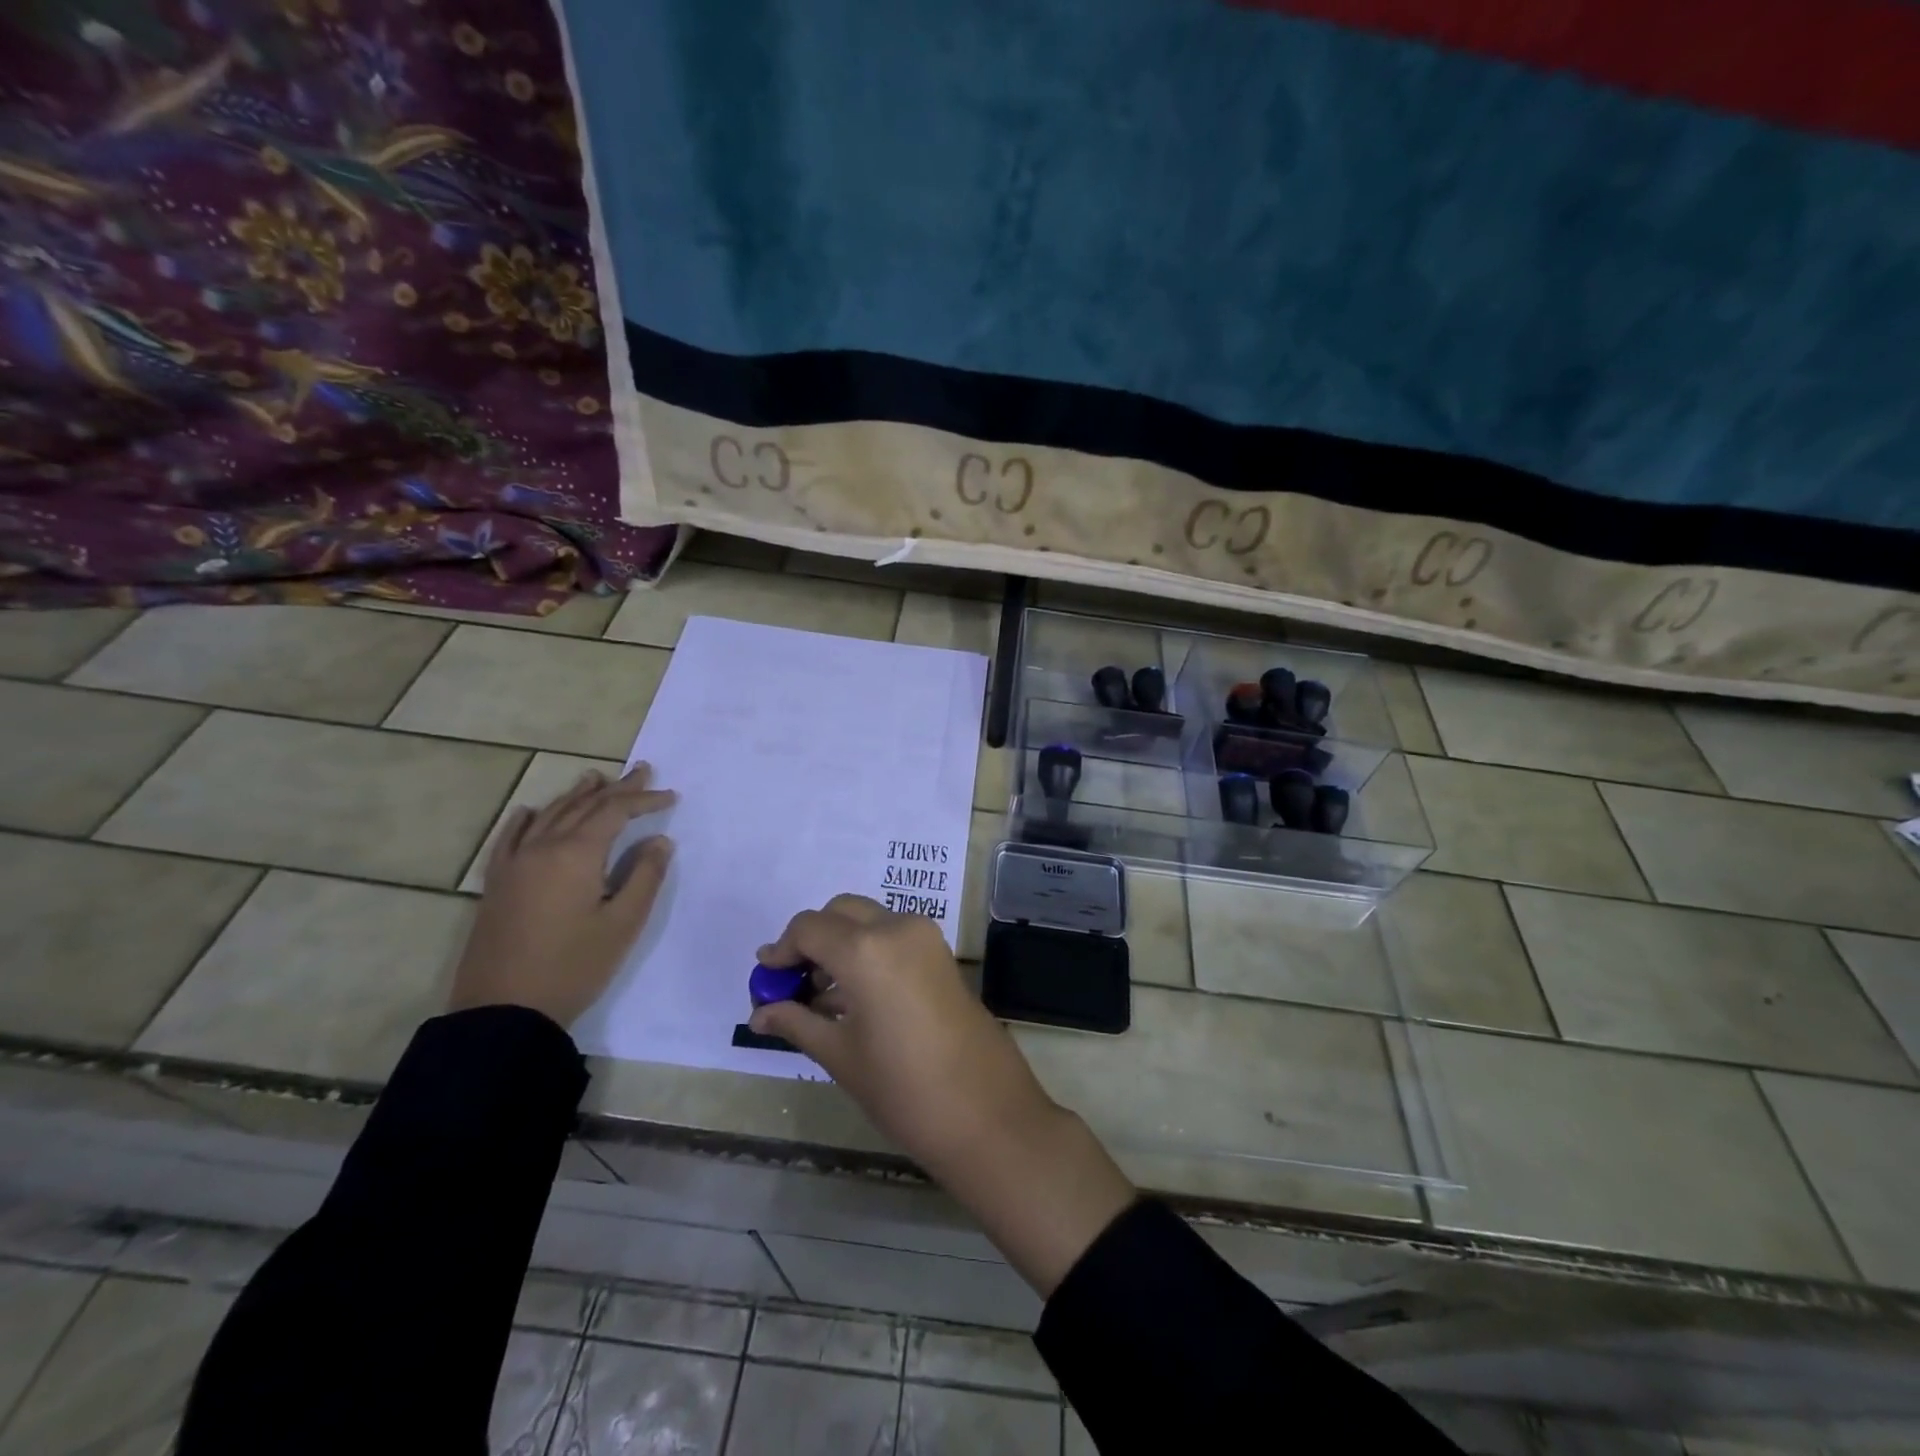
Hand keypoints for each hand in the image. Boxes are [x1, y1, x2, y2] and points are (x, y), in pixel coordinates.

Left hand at [449, 766, 674, 1028]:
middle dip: (616, 788)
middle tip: (641, 770)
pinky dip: (526, 819)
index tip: (671, 797)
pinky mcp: (497, 884)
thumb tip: (659, 841)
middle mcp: (542, 847)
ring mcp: (514, 864)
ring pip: (548, 815)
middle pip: (582, 806)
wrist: (504, 1011)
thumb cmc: (573, 966)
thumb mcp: (623, 923)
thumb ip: (645, 876)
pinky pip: (510, 838)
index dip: (644, 800)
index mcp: (576, 854)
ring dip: (576, 795)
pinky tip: (531, 811)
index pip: (615, 811)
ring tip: (596, 778)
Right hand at [749, 895, 1052, 1165]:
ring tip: (819, 997)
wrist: (986, 1113)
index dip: (781, 950)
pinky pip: (892, 935)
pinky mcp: (941, 953)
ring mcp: (925, 937)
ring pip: (868, 920)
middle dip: (812, 940)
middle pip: (840, 913)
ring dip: (840, 944)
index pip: (809, 927)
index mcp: (866, 949)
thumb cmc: (903, 1089)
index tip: (766, 979)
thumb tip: (760, 1012)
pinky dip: (867, 950)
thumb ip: (796, 1022)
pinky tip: (852, 997)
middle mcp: (896, 927)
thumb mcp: (840, 1056)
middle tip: (792, 983)